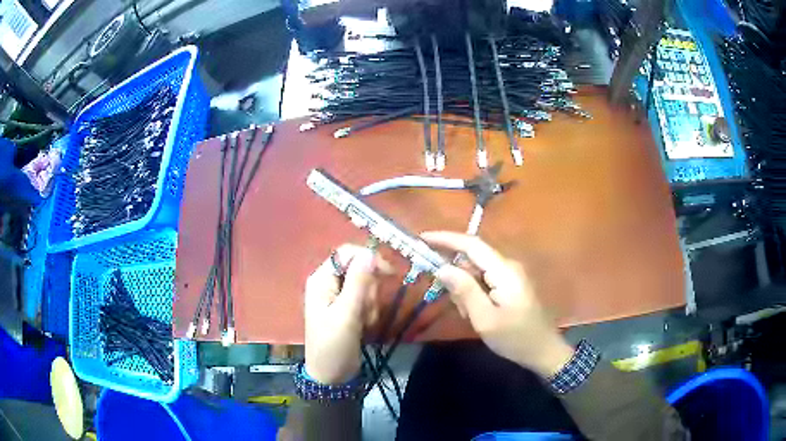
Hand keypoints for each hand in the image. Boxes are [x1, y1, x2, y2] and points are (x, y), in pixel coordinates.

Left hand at [304, 245, 390, 383]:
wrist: (332, 376)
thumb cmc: (333, 345)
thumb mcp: (346, 315)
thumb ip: (358, 283)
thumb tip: (369, 252)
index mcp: (321, 280)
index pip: (347, 254)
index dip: (368, 259)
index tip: (389, 273)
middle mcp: (329, 283)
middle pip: (360, 270)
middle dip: (369, 290)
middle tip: (364, 312)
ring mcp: (339, 297)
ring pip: (367, 286)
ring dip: (371, 304)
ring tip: (363, 324)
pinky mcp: (349, 309)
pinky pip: (367, 300)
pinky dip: (370, 312)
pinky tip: (365, 327)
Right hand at [422, 231, 574, 378]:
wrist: (543, 351)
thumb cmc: (515, 338)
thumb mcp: (484, 319)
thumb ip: (464, 291)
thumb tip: (442, 268)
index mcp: (504, 271)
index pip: (472, 245)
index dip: (446, 238)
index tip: (423, 238)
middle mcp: (508, 266)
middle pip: (473, 258)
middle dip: (456, 276)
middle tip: (456, 305)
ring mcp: (511, 275)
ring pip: (477, 271)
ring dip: (466, 288)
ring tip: (469, 315)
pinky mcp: (511, 284)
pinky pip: (486, 280)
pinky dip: (475, 293)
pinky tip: (477, 313)